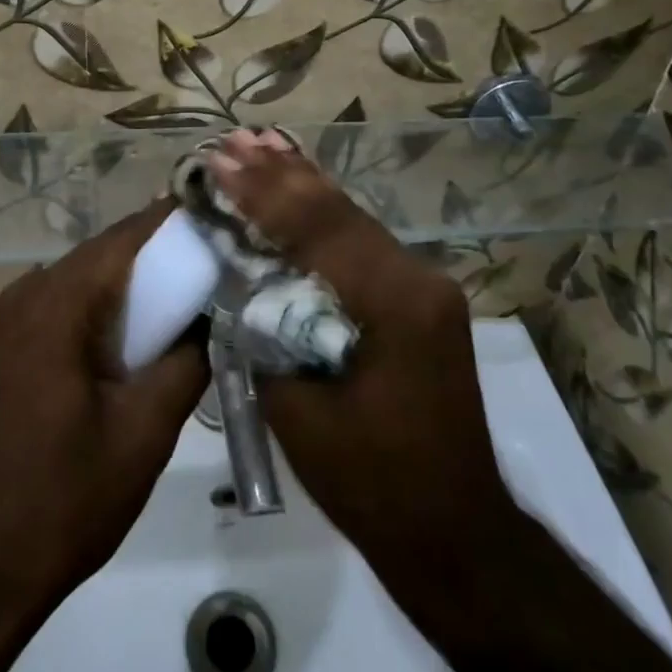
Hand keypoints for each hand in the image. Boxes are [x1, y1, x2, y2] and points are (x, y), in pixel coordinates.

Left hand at [0, 200, 208, 616]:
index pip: (132, 233)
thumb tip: (219, 312)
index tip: (232, 221)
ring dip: (142, 282)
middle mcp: (30, 293)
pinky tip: (151, 330)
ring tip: (201, 293)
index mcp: (58, 301)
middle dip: (168, 252)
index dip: (182, 220)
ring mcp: (15, 318)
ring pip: (93, 277)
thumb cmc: (63, 500)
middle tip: (227, 261)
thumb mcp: (144, 431)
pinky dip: (114, 307)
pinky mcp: (14, 346)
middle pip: (111, 250)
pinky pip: (74, 305)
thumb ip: (189, 359)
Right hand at [206, 135, 515, 585]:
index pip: (319, 229)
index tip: (218, 160)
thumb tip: (238, 279)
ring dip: (303, 186)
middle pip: (340, 212)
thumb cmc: (373, 485)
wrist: (453, 533)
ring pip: (353, 221)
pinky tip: (300, 192)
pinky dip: (324, 218)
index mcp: (395, 303)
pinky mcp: (418, 301)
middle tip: (236, 138)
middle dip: (282, 175)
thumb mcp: (300, 413)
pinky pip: (362, 247)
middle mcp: (419, 279)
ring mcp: (424, 287)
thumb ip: (267, 332)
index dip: (264, 193)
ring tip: (262, 145)